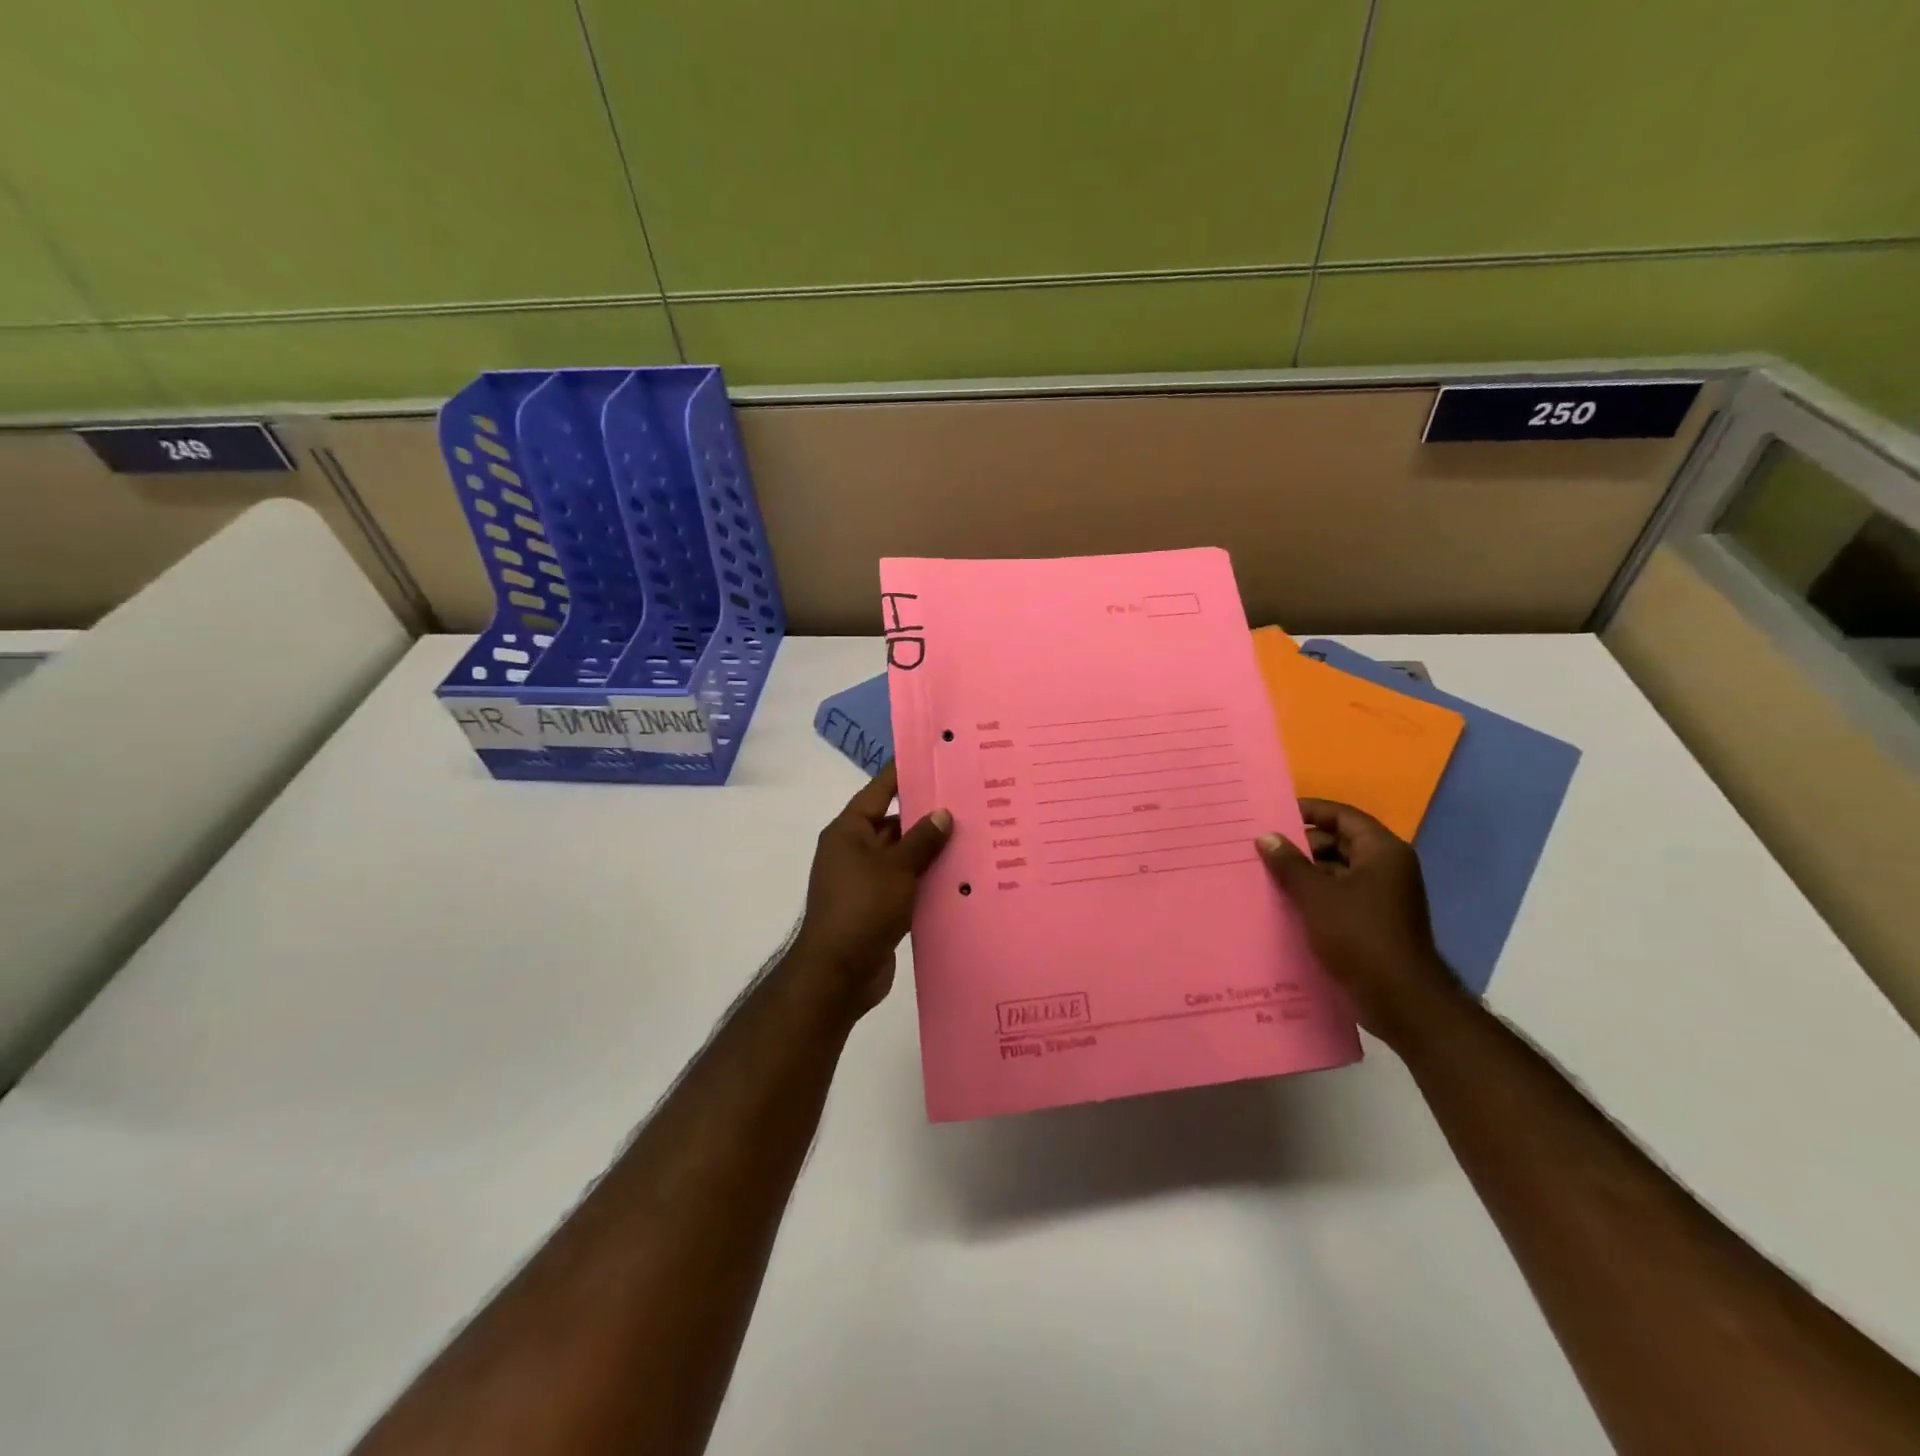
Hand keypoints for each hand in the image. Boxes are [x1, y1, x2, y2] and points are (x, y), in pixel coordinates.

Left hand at [790, 763, 951, 1014]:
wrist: (838, 974)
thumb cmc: (862, 908)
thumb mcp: (896, 869)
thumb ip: (921, 840)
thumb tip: (942, 813)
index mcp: (849, 831)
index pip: (879, 790)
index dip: (903, 773)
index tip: (932, 757)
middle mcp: (854, 851)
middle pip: (893, 823)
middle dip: (927, 815)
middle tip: (968, 800)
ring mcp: (865, 880)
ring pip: (903, 855)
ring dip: (930, 850)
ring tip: (973, 835)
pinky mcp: (878, 907)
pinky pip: (906, 883)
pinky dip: (927, 879)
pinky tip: (960, 876)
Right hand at [1256, 799, 1464, 1048]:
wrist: (1401, 1000)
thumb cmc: (1359, 937)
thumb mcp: (1316, 896)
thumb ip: (1289, 863)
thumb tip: (1266, 836)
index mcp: (1382, 852)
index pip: (1342, 816)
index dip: (1309, 811)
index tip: (1273, 813)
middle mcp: (1387, 868)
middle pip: (1340, 842)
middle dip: (1302, 845)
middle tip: (1263, 848)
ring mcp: (1383, 897)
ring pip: (1338, 871)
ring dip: (1305, 873)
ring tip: (1266, 875)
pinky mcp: (1375, 922)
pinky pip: (1340, 896)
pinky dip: (1315, 895)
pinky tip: (1284, 904)